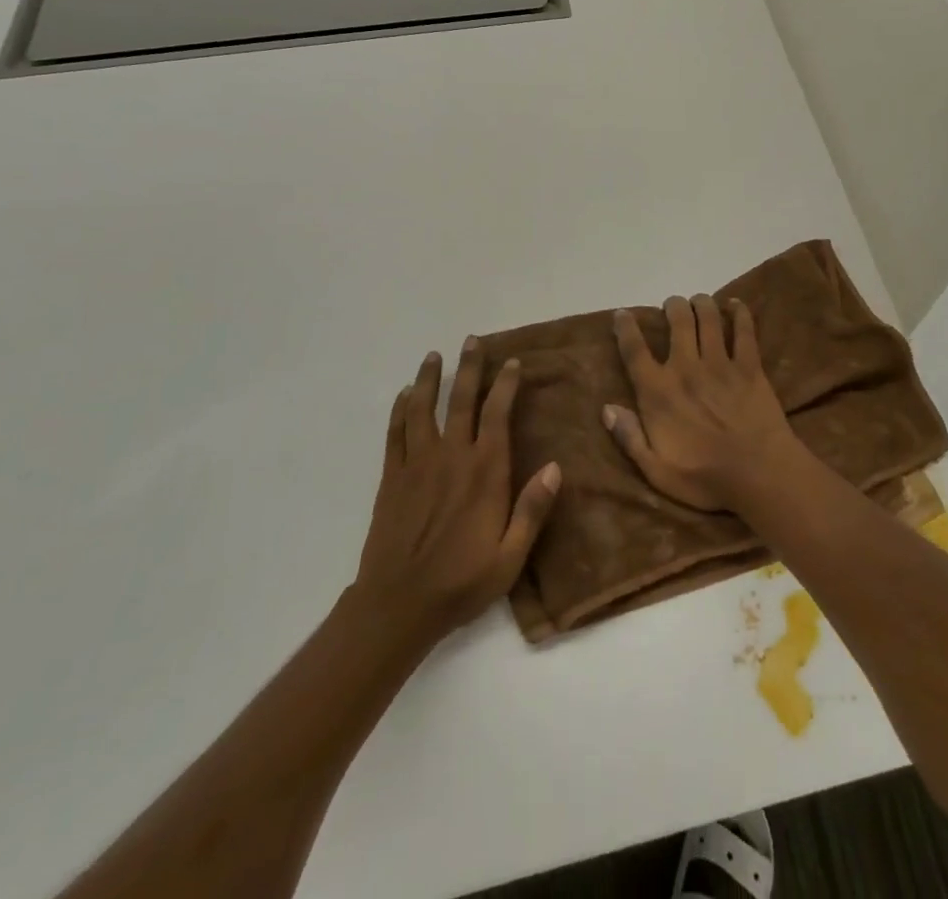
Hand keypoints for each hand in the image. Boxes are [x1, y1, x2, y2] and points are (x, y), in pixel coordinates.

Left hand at [354, 339, 560, 642]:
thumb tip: (556, 466)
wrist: (397, 606)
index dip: (506, 384)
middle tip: (472, 340)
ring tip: (433, 356)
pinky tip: (403, 395)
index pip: (497, 414)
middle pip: (460, 400)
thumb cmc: (461, 582)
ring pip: (422, 409)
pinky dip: (399, 409)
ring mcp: (416, 464)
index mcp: (484, 472)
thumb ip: (532, 510)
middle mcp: (451, 457)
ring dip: (428, 379)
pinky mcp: (391, 478)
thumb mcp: (510, 557)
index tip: (513, 362)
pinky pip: (395, 433)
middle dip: (469, 367)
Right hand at [603, 294, 799, 511]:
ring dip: (701, 303)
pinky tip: (735, 305)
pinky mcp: (749, 366)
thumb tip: (607, 408)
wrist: (759, 473)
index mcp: (659, 392)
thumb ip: (630, 438)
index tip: (622, 314)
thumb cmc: (704, 478)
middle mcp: (686, 368)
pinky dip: (739, 313)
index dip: (626, 328)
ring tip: (698, 301)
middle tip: (672, 305)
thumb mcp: (656, 471)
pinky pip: (744, 331)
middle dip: (672, 306)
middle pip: (677, 322)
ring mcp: (720, 363)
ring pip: (708, 318)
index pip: (635, 350)